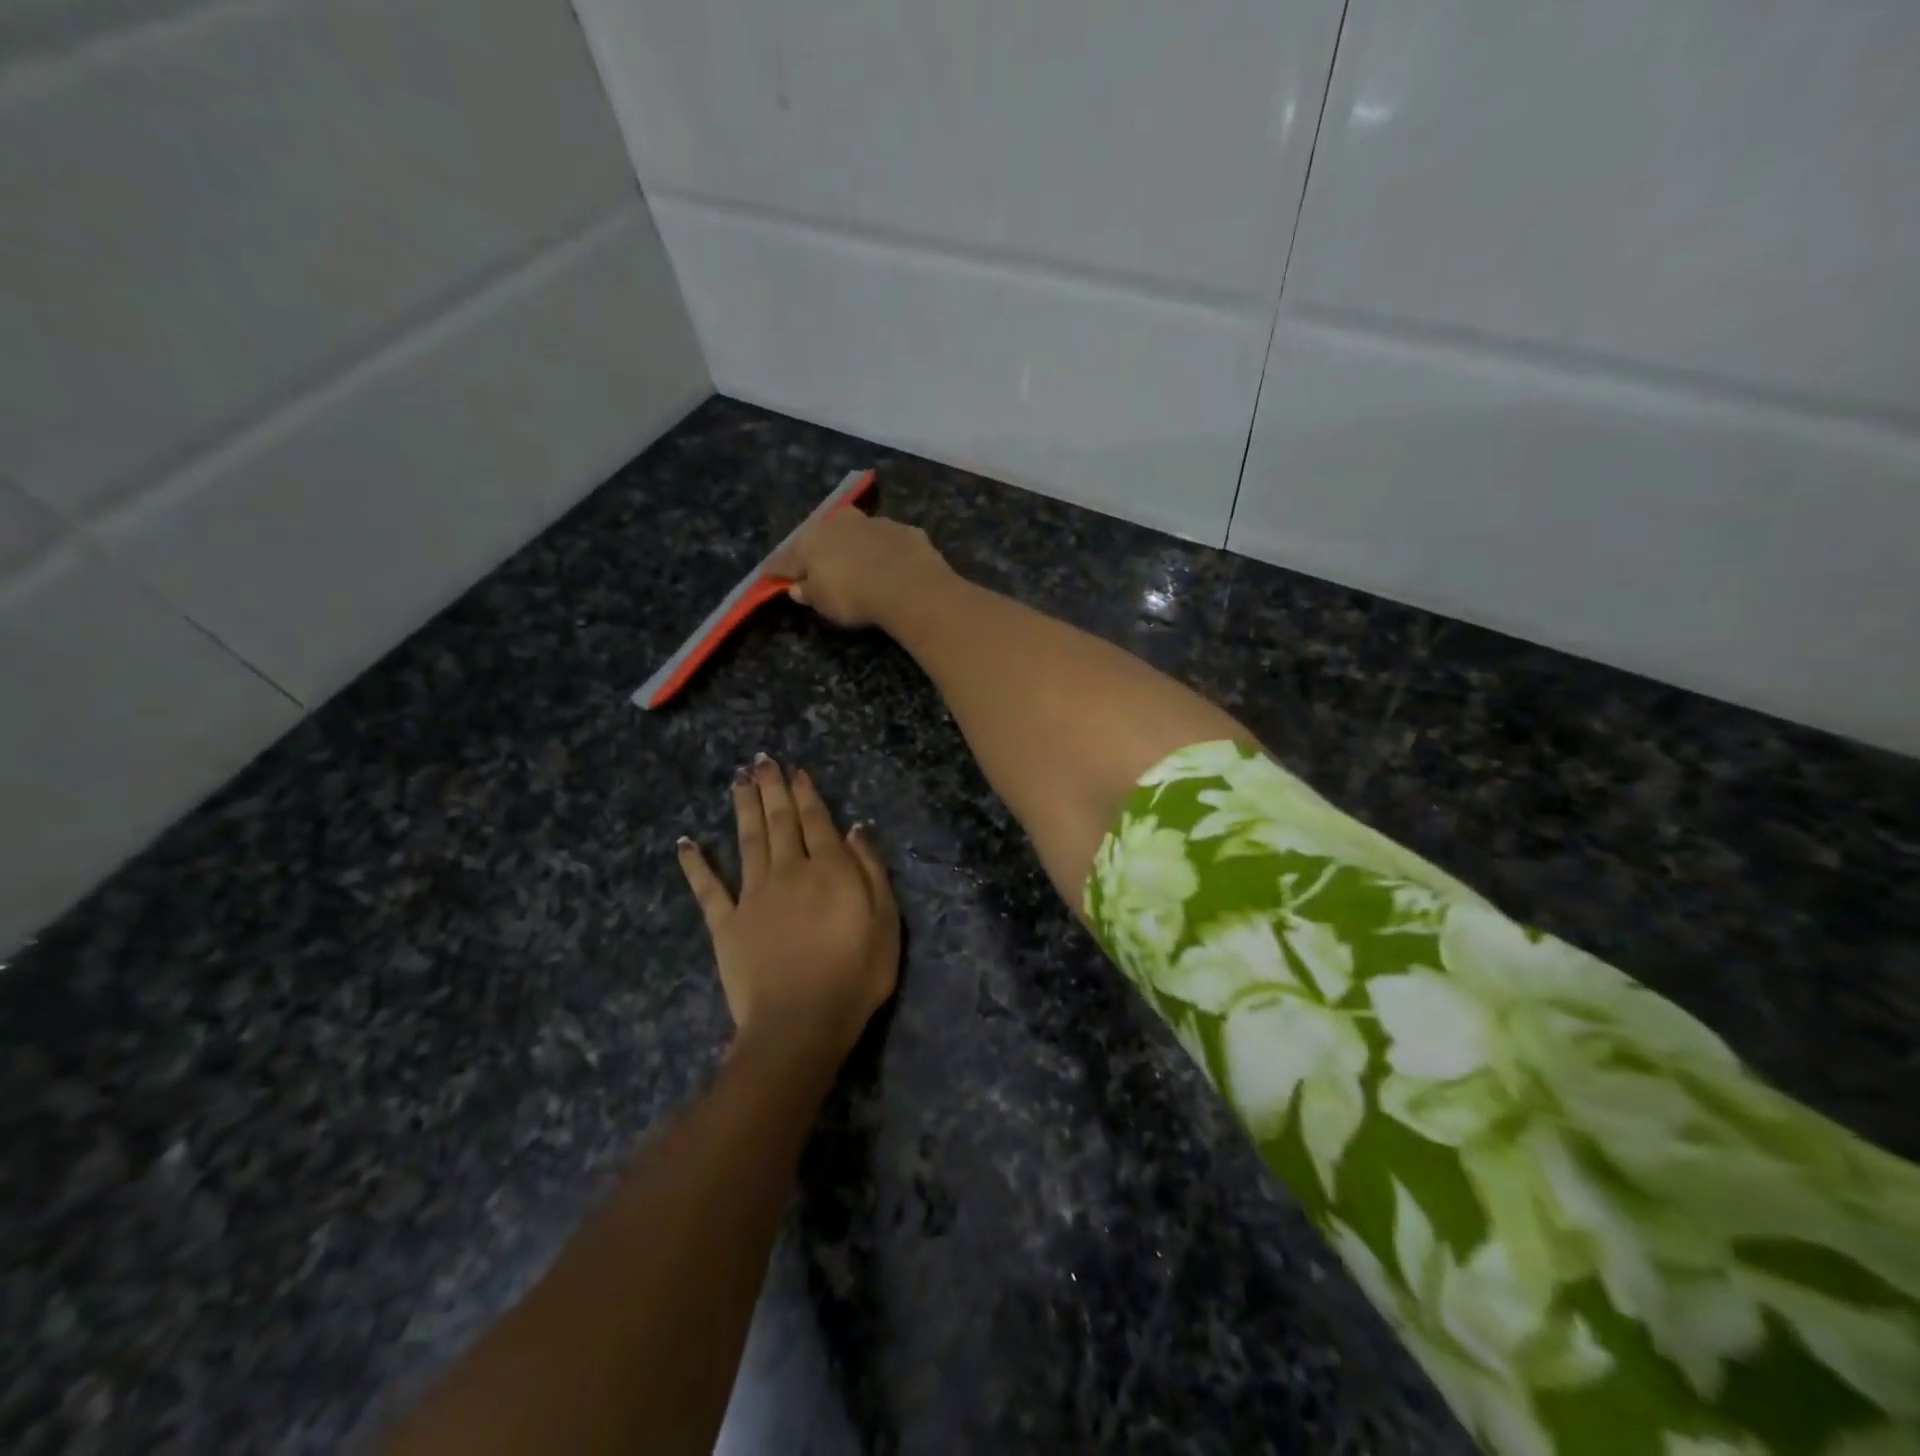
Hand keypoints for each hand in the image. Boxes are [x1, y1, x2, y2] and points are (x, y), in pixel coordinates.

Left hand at [677, 755, 899, 1063]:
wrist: (801, 1023)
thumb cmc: (855, 975)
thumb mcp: (886, 922)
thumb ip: (871, 871)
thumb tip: (854, 830)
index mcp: (828, 869)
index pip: (816, 820)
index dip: (806, 793)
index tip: (796, 770)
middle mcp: (787, 871)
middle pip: (779, 821)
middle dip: (772, 788)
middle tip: (761, 760)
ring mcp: (753, 895)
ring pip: (746, 840)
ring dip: (742, 808)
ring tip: (737, 780)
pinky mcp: (726, 923)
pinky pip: (708, 888)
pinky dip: (695, 865)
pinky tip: (685, 843)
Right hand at [770, 507, 951, 628]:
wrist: (910, 586)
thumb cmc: (854, 597)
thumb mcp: (823, 603)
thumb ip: (808, 593)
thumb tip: (797, 587)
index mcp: (810, 539)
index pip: (784, 558)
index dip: (777, 571)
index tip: (772, 578)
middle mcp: (839, 522)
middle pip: (821, 538)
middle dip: (818, 552)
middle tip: (818, 569)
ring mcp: (874, 522)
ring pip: (857, 534)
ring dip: (854, 547)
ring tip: (859, 568)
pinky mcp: (905, 530)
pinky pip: (888, 542)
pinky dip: (886, 553)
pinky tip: (892, 569)